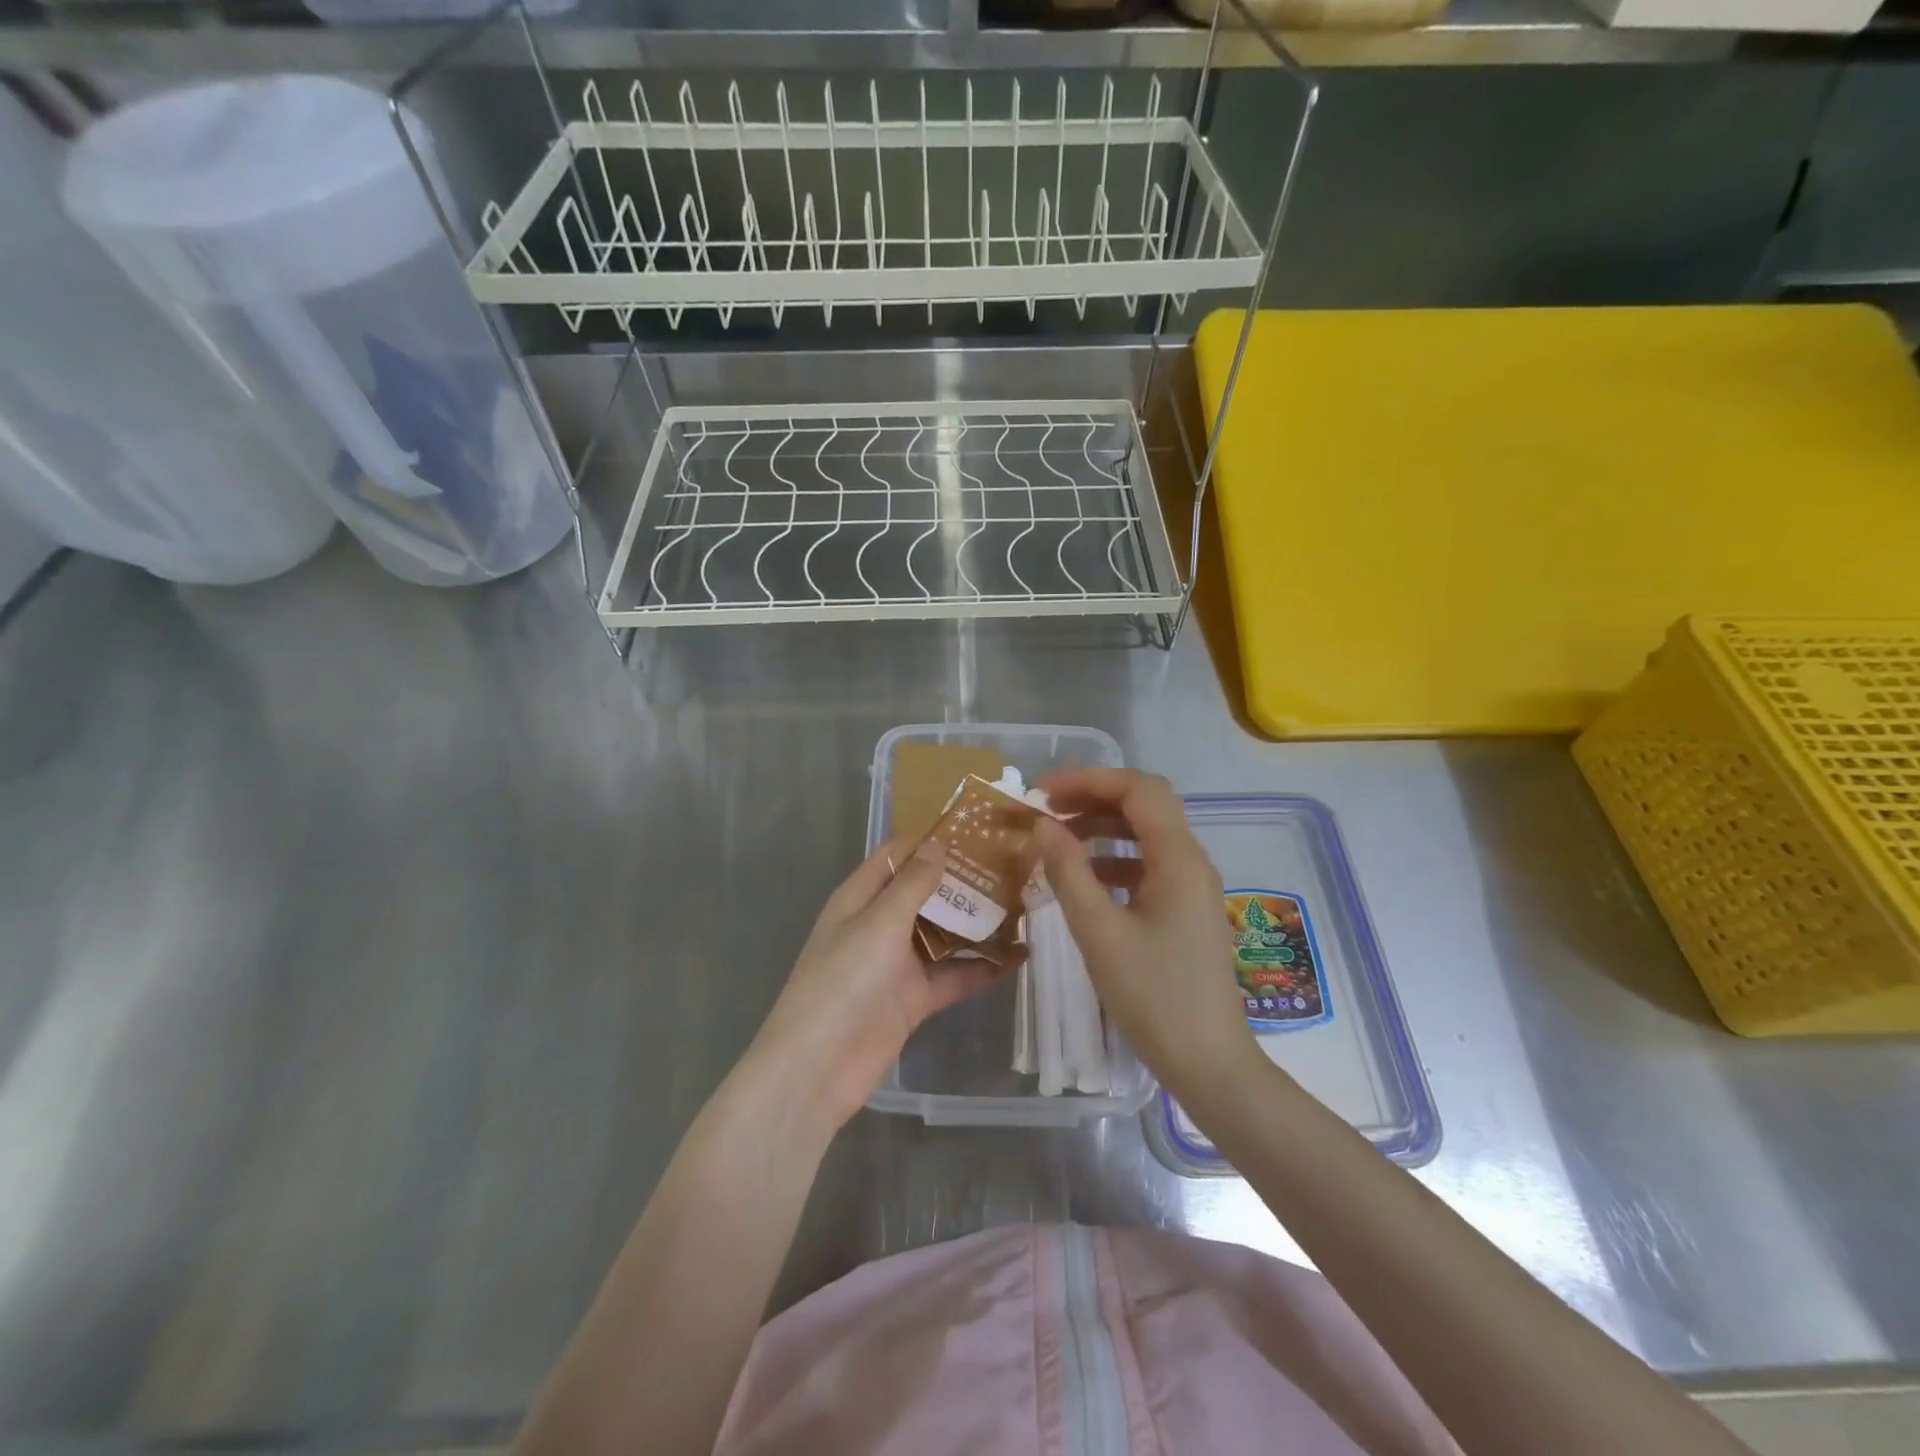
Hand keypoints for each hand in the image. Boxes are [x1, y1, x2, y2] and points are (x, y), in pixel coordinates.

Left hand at [748, 837, 1008, 1133]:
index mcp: (860, 898)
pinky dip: (983, 966)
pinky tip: (1019, 955)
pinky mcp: (915, 999)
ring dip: (977, 921)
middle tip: (1014, 863)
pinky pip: (954, 975)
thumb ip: (912, 885)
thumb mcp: (878, 923)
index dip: (930, 839)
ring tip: (1025, 902)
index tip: (976, 826)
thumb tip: (938, 843)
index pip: (897, 856)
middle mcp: (880, 925)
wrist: (819, 1068)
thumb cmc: (842, 982)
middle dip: (963, 879)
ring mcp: (898, 963)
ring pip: (944, 933)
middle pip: (925, 893)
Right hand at [1033, 769, 1260, 1105]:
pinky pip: (1148, 865)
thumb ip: (1068, 872)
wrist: (1208, 1062)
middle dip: (1094, 798)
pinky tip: (1083, 879)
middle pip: (1145, 805)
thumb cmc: (1153, 997)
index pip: (1138, 790)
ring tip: (1056, 839)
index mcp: (1179, 859)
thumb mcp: (1099, 933)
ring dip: (1102, 827)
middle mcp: (1192, 862)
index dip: (1089, 780)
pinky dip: (1114, 859)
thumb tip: (1043, 825)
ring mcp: (1191, 887)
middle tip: (1047, 810)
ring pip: (1146, 834)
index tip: (1043, 792)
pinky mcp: (1185, 910)